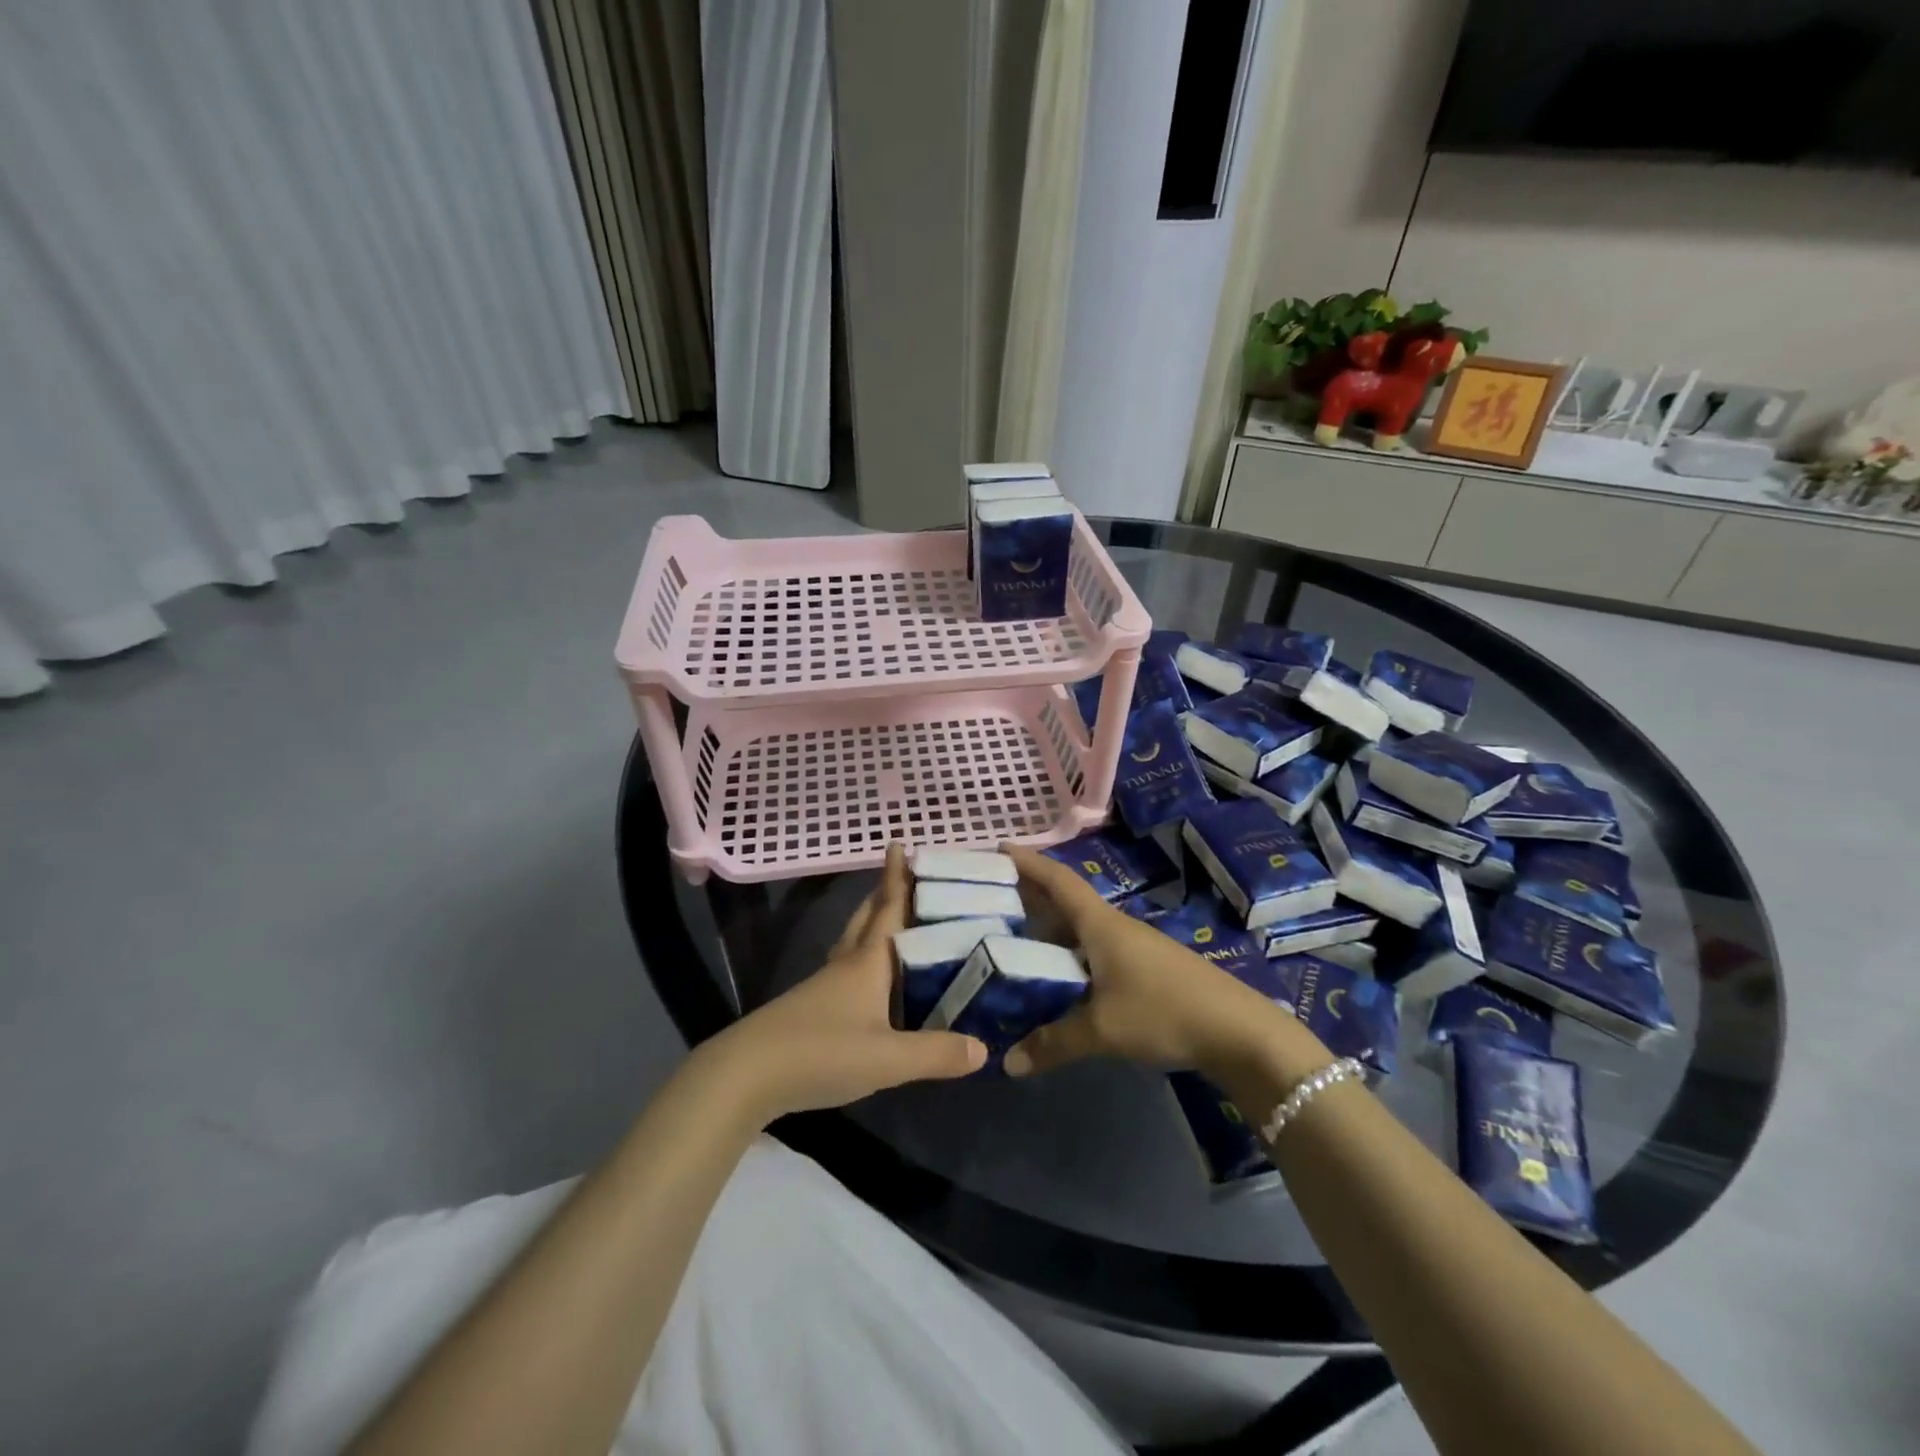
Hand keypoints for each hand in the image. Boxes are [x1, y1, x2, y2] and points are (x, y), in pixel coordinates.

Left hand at [706, 844, 986, 1121]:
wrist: (746, 1076)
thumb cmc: (822, 1052)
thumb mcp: (887, 1058)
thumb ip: (935, 1053)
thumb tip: (983, 1048)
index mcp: (867, 962)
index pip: (888, 909)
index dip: (897, 878)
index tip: (900, 843)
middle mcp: (845, 965)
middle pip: (867, 919)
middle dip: (884, 894)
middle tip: (906, 876)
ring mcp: (824, 986)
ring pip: (853, 942)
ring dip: (872, 924)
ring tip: (893, 920)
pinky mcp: (812, 1009)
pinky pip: (846, 970)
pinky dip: (864, 959)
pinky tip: (872, 979)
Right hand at [1001, 845, 1328, 1083]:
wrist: (1238, 1030)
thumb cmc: (1163, 1012)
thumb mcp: (1103, 1030)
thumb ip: (1053, 1042)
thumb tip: (1006, 1062)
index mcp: (1100, 925)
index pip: (1057, 881)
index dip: (1027, 862)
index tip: (997, 849)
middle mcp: (1113, 926)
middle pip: (1064, 901)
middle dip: (1029, 896)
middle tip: (989, 899)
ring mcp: (1132, 946)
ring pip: (1080, 928)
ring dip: (1048, 928)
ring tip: (1012, 938)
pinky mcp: (1144, 967)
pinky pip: (1094, 949)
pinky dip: (1068, 953)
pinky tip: (1057, 975)